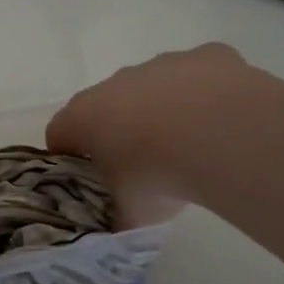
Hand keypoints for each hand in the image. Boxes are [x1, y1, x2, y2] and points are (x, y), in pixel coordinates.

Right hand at [47, 44, 283, 220]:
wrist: (221, 135)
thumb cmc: (156, 175)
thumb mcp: (130, 212)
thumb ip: (119, 216)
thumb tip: (120, 226)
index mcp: (85, 116)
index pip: (59, 133)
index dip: (68, 157)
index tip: (87, 180)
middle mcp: (117, 82)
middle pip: (107, 105)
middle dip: (119, 131)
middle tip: (142, 168)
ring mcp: (162, 65)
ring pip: (154, 87)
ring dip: (164, 111)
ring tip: (191, 148)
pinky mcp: (206, 57)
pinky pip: (200, 75)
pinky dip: (207, 95)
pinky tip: (224, 123)